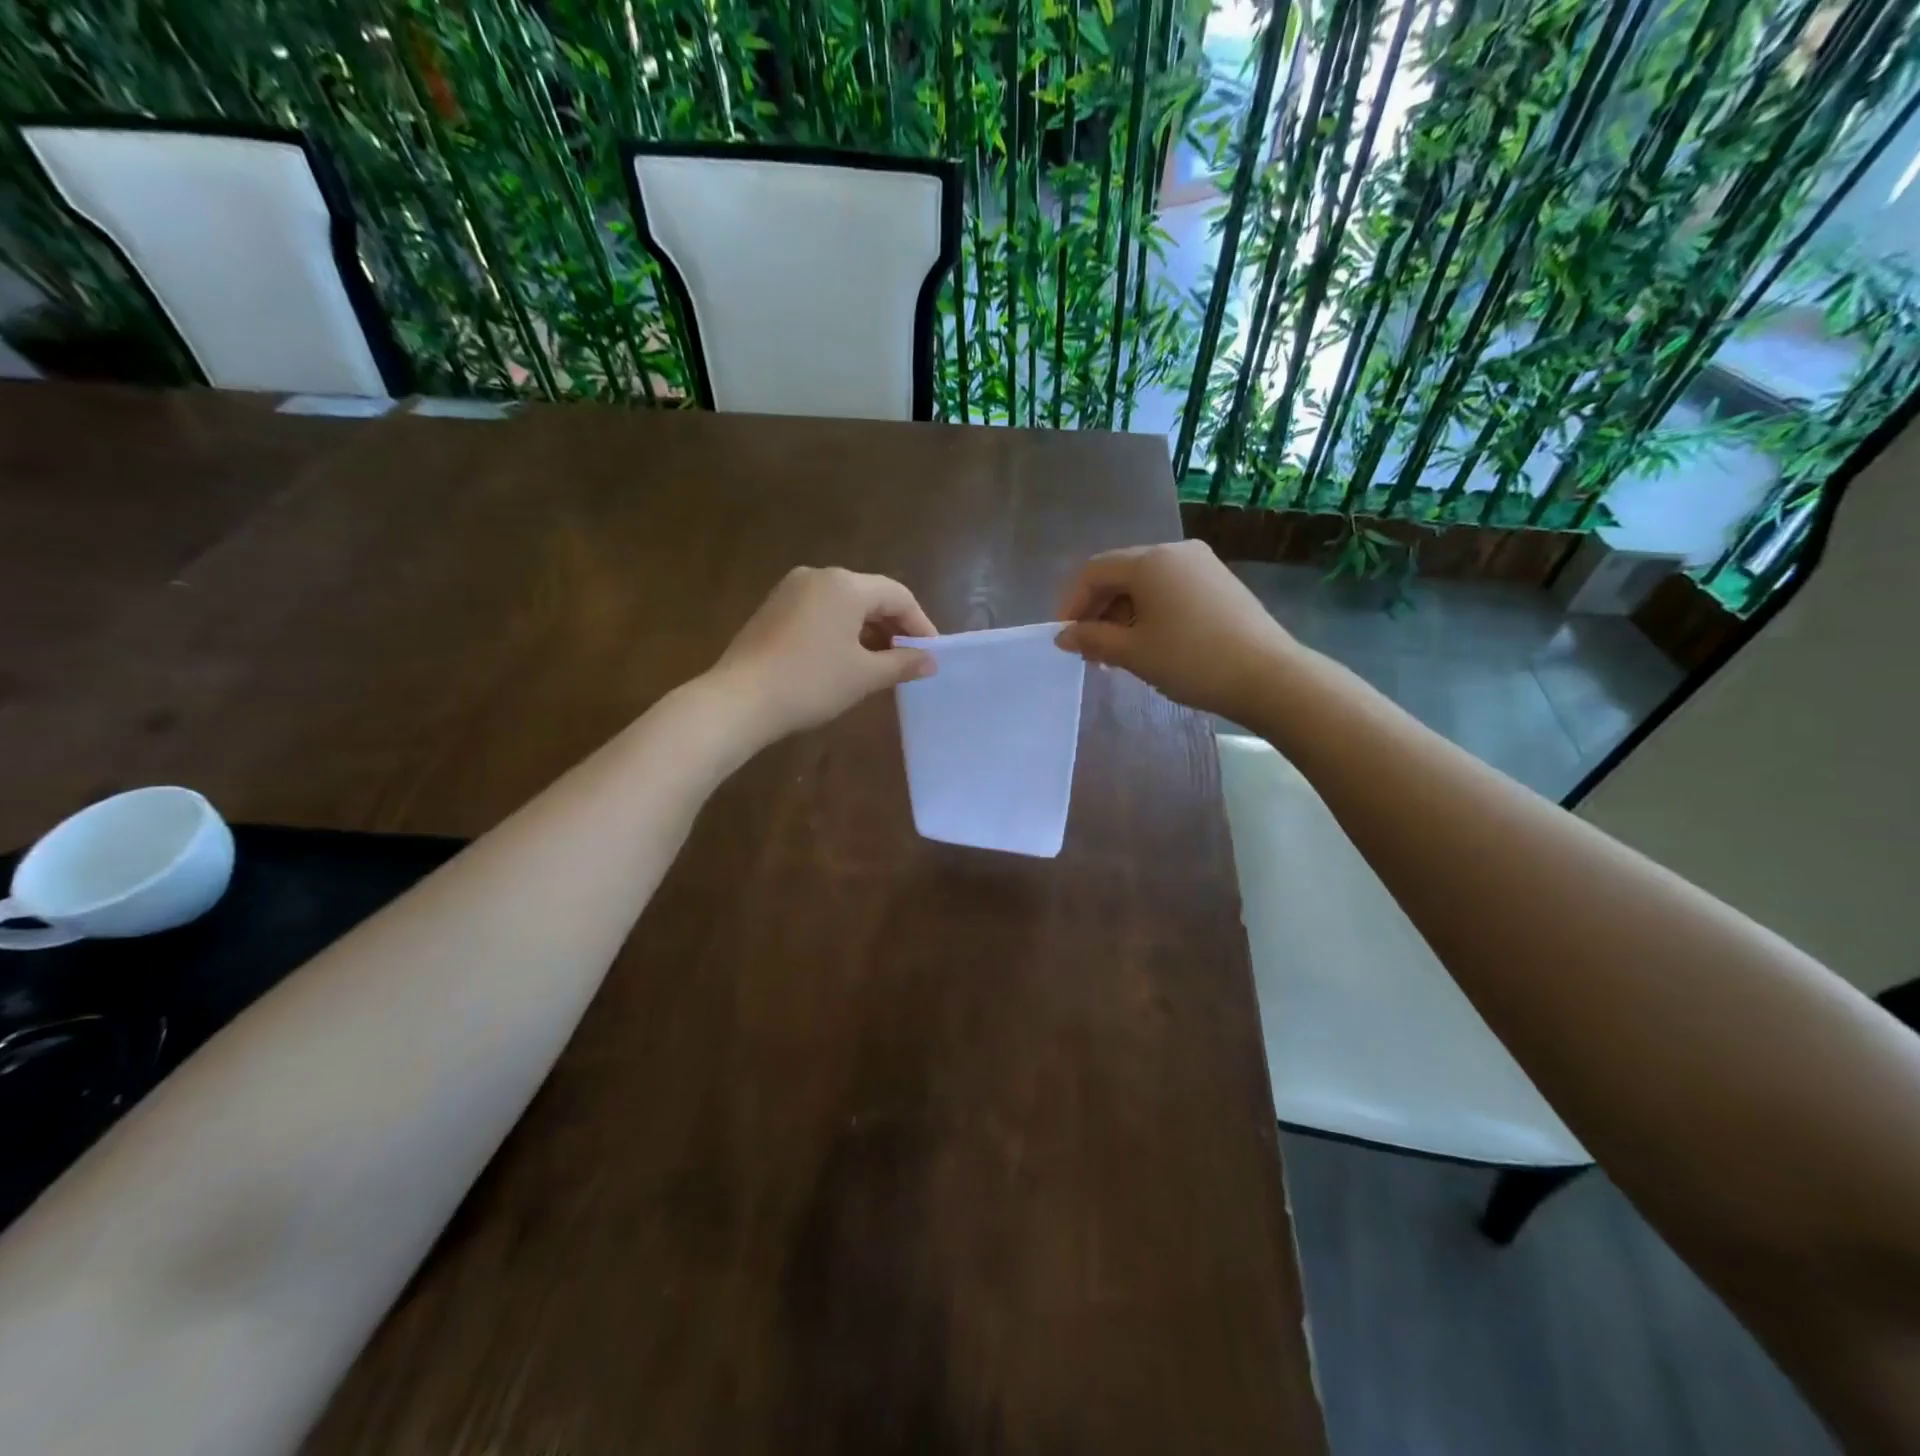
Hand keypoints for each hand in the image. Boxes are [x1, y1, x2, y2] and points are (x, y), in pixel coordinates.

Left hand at [714, 566, 937, 738]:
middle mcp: (818, 576)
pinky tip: (845, 658)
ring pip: (844, 604)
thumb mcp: (864, 676)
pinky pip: (820, 611)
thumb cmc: (811, 683)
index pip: (898, 595)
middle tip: (909, 659)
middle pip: (870, 595)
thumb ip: (902, 663)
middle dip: (893, 626)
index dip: (920, 624)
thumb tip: (930, 661)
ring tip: (881, 663)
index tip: (931, 653)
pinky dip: (841, 630)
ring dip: (868, 629)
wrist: (740, 700)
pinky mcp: (773, 608)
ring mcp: (791, 590)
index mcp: (845, 585)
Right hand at [1055, 541, 1298, 718]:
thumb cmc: (1191, 660)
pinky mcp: (1220, 584)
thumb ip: (1092, 639)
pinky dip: (1150, 614)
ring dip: (1122, 616)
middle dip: (1097, 611)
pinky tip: (1149, 645)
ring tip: (1117, 655)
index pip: (1094, 571)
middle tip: (1089, 651)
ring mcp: (1202, 565)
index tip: (1064, 637)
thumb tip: (1063, 636)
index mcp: (1150, 560)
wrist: (1268, 677)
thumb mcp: (1133, 652)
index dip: (1071, 603)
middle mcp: (1175, 552)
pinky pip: (1171, 591)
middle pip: (1120, 574)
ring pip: (1146, 584)